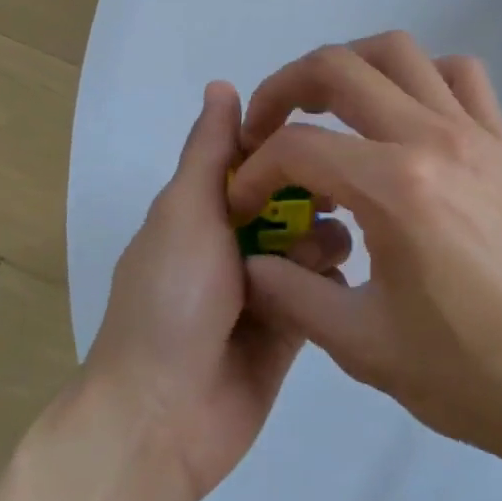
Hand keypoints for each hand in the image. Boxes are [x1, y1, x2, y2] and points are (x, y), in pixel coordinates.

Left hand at [85, 82, 351, 500]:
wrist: (164, 416)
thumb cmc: (171, 298)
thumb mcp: (184, 211)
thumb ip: (208, 151)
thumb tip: (222, 84)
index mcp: (201, 208)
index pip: (253, 157)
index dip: (284, 145)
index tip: (321, 137)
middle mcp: (233, 240)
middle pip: (289, 198)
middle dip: (314, 193)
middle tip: (337, 196)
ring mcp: (264, 285)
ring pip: (312, 241)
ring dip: (323, 239)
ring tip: (321, 254)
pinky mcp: (291, 327)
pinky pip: (323, 291)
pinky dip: (330, 283)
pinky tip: (336, 287)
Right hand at [231, 33, 501, 481]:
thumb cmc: (470, 376)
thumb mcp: (362, 347)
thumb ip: (290, 294)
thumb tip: (251, 262)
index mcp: (395, 189)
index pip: (298, 147)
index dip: (255, 170)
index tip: (244, 203)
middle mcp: (433, 140)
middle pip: (338, 67)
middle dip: (283, 88)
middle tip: (266, 127)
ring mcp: (475, 134)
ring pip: (398, 51)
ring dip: (348, 65)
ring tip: (326, 106)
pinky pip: (460, 75)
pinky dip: (419, 75)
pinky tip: (403, 115)